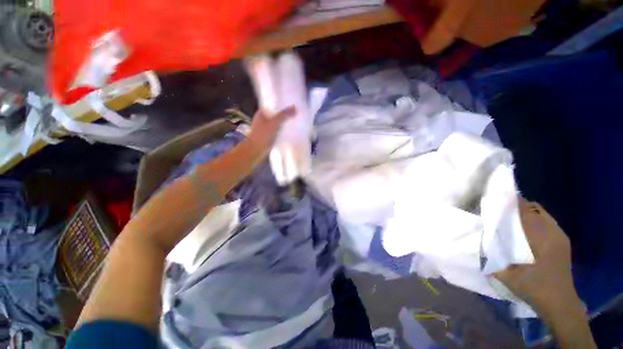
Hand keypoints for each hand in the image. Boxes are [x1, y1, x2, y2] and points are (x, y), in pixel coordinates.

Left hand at [247, 106, 295, 152]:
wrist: (256, 150)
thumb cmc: (262, 134)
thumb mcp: (274, 122)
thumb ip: (284, 115)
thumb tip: (294, 107)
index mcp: (262, 113)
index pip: (273, 106)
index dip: (282, 105)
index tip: (292, 104)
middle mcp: (264, 120)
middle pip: (277, 115)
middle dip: (285, 115)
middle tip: (296, 113)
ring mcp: (267, 128)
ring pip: (278, 123)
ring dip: (285, 123)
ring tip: (296, 120)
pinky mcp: (271, 136)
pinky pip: (279, 131)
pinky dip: (284, 131)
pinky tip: (291, 130)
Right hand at [495, 199, 576, 311]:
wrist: (560, 304)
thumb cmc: (535, 288)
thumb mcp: (509, 276)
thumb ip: (492, 259)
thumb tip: (478, 244)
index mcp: (542, 239)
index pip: (527, 212)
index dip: (512, 202)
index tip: (496, 196)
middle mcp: (554, 233)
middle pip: (536, 209)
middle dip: (518, 205)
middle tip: (499, 207)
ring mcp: (560, 238)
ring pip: (542, 215)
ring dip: (527, 212)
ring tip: (509, 215)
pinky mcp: (562, 243)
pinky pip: (547, 223)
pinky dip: (535, 220)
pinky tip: (525, 228)